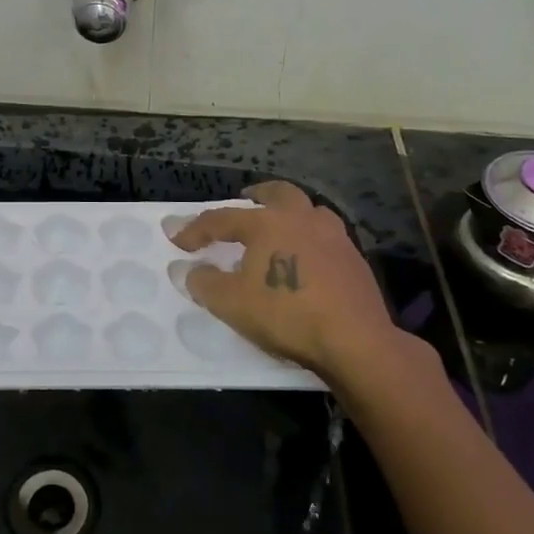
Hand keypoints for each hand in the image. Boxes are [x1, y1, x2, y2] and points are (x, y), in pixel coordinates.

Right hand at [169, 182, 431, 388]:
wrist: (355, 340)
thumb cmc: (286, 314)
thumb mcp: (231, 303)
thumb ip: (203, 282)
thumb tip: (185, 269)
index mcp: (267, 223)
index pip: (222, 218)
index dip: (196, 229)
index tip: (178, 240)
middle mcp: (301, 219)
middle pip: (278, 193)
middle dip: (258, 194)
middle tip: (245, 199)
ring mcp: (334, 236)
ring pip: (310, 210)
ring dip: (291, 212)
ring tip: (281, 226)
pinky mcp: (355, 259)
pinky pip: (327, 235)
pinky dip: (311, 237)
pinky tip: (307, 256)